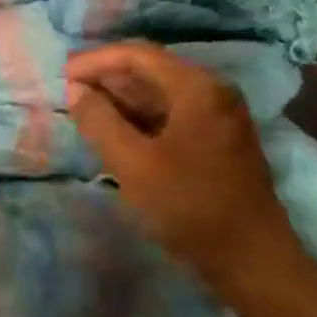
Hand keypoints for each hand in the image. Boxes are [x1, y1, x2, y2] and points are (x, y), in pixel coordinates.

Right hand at [67, 42, 309, 290]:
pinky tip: (117, 130)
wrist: (253, 261)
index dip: (96, 60)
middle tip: (70, 92)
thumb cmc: (189, 206)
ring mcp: (220, 115)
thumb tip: (76, 90)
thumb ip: (99, 121)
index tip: (63, 75)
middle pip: (151, 69)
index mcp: (197, 88)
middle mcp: (213, 91)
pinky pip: (172, 112)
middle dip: (107, 77)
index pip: (138, 55)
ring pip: (161, 91)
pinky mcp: (219, 139)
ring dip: (122, 97)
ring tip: (86, 110)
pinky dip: (141, 115)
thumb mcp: (133, 164)